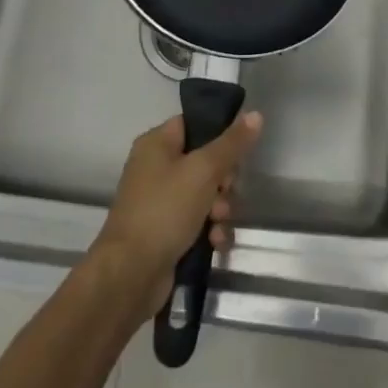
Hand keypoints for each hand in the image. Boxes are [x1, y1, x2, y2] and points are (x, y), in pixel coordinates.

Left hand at [90, 110, 263, 318]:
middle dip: (223, 181)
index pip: (193, 124)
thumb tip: (256, 114)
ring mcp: (159, 201)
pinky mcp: (165, 231)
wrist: (131, 273)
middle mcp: (155, 168)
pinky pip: (197, 222)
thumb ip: (231, 143)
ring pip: (204, 195)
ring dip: (219, 209)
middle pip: (204, 162)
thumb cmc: (165, 210)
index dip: (219, 135)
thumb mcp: (203, 171)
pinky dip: (209, 230)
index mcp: (156, 144)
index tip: (239, 151)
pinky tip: (215, 243)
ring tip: (218, 223)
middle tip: (225, 191)